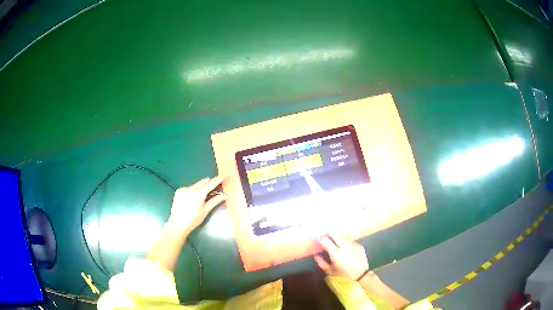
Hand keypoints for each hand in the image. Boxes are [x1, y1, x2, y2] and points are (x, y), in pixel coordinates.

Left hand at [167, 175, 227, 234]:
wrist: (177, 224)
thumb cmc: (194, 219)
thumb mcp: (206, 210)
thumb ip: (216, 200)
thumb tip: (226, 195)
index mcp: (199, 193)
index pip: (212, 183)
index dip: (219, 178)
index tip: (225, 174)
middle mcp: (191, 188)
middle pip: (204, 181)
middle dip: (210, 184)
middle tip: (214, 190)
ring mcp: (184, 188)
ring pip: (196, 184)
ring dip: (201, 188)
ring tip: (199, 200)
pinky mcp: (178, 191)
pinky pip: (188, 188)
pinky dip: (192, 191)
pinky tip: (190, 200)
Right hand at [314, 234, 368, 280]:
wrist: (361, 276)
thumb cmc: (343, 275)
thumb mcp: (330, 271)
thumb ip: (321, 262)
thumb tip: (315, 255)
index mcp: (336, 253)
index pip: (326, 240)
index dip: (320, 238)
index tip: (317, 238)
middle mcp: (345, 246)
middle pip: (335, 233)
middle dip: (328, 233)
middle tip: (325, 235)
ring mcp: (353, 245)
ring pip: (343, 235)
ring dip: (337, 236)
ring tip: (334, 239)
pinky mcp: (359, 246)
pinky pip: (350, 240)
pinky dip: (346, 241)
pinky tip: (344, 246)